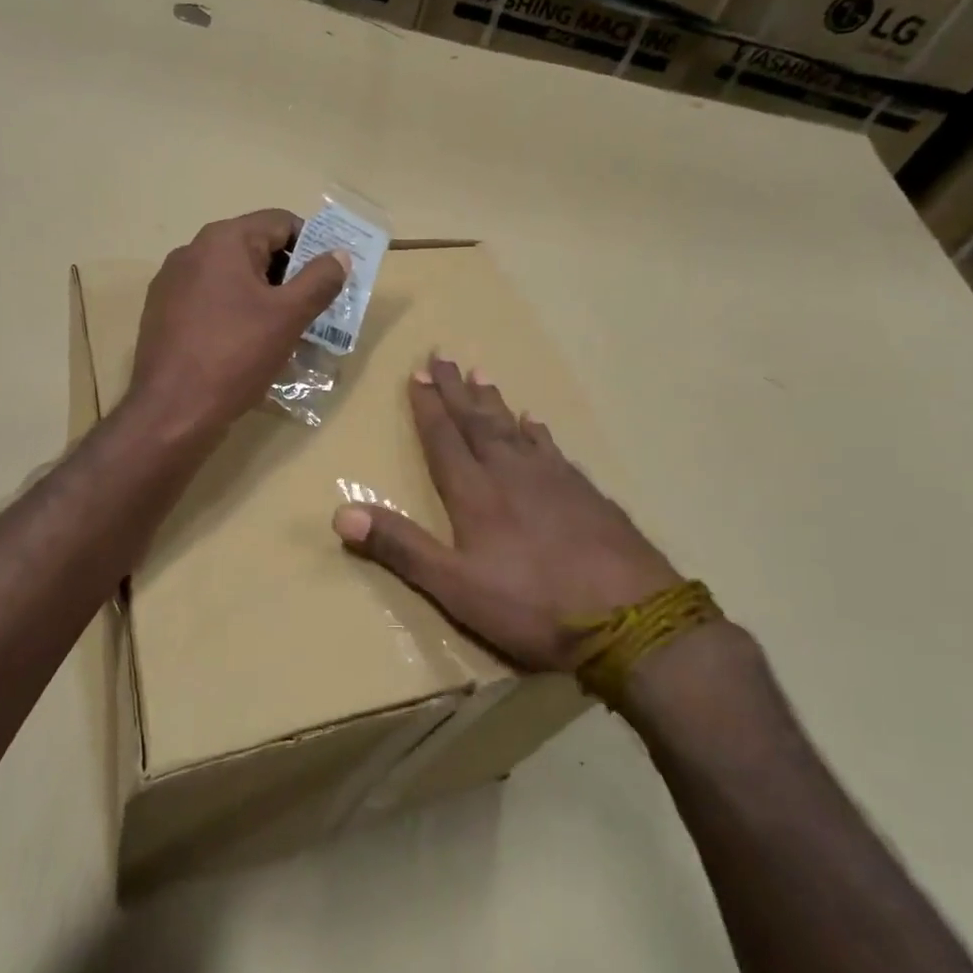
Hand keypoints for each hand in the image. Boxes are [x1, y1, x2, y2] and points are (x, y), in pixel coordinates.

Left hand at [128, 209, 348, 438]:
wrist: (172, 411)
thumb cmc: (235, 355)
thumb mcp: (289, 317)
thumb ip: (319, 280)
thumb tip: (339, 255)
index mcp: (223, 240)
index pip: (280, 222)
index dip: (312, 245)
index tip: (329, 279)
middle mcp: (193, 251)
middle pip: (255, 248)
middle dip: (288, 275)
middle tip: (313, 308)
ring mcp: (173, 283)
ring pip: (233, 277)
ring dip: (263, 296)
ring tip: (285, 331)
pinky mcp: (163, 313)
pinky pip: (211, 300)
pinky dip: (235, 313)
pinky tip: (247, 345)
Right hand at [332, 356, 679, 670]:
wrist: (632, 618)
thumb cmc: (533, 605)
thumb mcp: (455, 586)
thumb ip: (400, 547)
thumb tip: (340, 513)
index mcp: (476, 493)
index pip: (444, 439)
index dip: (428, 407)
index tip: (418, 373)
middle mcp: (511, 473)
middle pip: (477, 422)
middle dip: (456, 390)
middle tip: (444, 355)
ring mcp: (553, 480)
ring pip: (514, 429)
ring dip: (493, 402)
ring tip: (482, 375)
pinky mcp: (586, 493)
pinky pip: (552, 448)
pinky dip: (538, 431)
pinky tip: (536, 422)